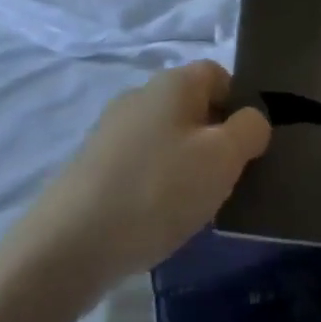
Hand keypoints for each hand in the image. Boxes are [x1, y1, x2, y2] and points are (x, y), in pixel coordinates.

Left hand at [1, 61, 270, 309]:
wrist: (69, 247)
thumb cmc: (159, 189)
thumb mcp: (225, 156)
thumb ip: (251, 128)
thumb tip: (250, 120)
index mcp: (173, 83)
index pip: (219, 74)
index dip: (240, 104)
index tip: (248, 145)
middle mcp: (139, 97)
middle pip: (193, 108)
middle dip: (215, 140)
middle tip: (228, 179)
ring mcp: (111, 133)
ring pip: (169, 139)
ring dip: (188, 166)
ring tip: (195, 205)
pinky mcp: (92, 168)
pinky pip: (143, 166)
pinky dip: (158, 186)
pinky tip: (159, 217)